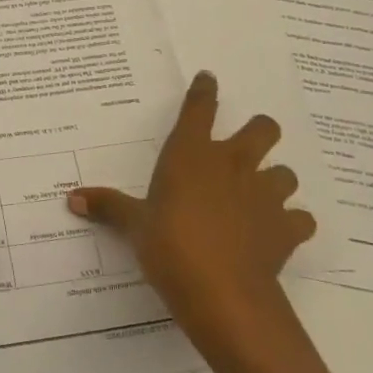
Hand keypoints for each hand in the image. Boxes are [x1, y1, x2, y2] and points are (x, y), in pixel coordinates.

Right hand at [68, 71, 312, 362]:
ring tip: (260, 195)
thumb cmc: (170, 246)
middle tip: (245, 147)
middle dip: (259, 131)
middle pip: (263, 129)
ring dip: (275, 180)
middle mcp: (232, 165)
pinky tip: (278, 232)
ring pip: (285, 173)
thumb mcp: (134, 226)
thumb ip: (108, 206)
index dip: (204, 90)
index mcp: (191, 154)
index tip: (208, 79)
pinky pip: (300, 219)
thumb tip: (72, 197)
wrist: (222, 293)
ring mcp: (264, 195)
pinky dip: (292, 223)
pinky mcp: (286, 229)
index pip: (199, 108)